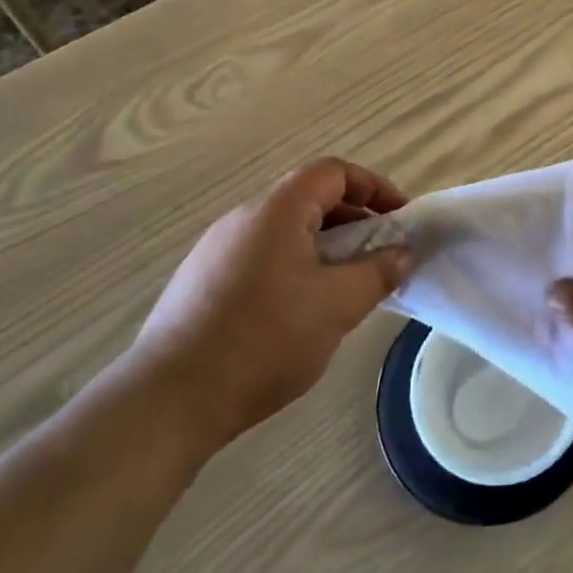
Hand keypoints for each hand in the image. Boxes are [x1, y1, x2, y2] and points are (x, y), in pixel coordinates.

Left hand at [124, 159, 411, 456]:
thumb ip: (378, 272)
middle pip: (308, 198)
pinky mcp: (201, 283)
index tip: (399, 217)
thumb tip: (402, 253)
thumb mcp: (337, 306)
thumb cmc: (264, 340)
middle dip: (353, 219)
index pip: (332, 172)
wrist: (170, 400)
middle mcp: (242, 219)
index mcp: (276, 211)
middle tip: (380, 253)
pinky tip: (302, 310)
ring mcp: (215, 251)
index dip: (373, 186)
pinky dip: (295, 266)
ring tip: (346, 284)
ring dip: (324, 245)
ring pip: (284, 230)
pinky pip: (261, 256)